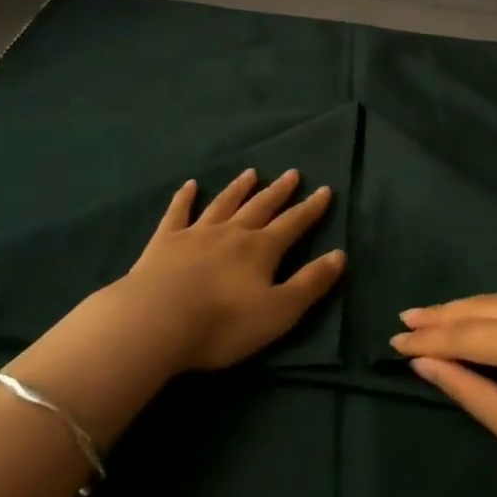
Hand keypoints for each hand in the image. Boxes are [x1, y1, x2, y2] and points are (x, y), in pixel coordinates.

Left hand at [114, 169, 345, 371]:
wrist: (156, 320)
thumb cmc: (223, 323)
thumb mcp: (278, 312)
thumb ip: (310, 283)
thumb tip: (340, 255)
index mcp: (261, 250)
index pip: (293, 224)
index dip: (311, 209)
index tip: (324, 190)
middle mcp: (232, 233)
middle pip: (260, 206)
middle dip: (278, 191)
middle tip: (292, 173)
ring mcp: (196, 233)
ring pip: (224, 204)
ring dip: (239, 188)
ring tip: (251, 173)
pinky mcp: (165, 242)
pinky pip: (178, 213)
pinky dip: (184, 198)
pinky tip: (190, 186)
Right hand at [391, 294, 496, 496]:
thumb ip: (468, 388)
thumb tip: (424, 364)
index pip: (469, 333)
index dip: (429, 340)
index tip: (394, 341)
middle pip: (488, 306)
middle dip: (446, 315)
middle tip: (407, 320)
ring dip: (476, 310)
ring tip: (438, 318)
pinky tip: (489, 321)